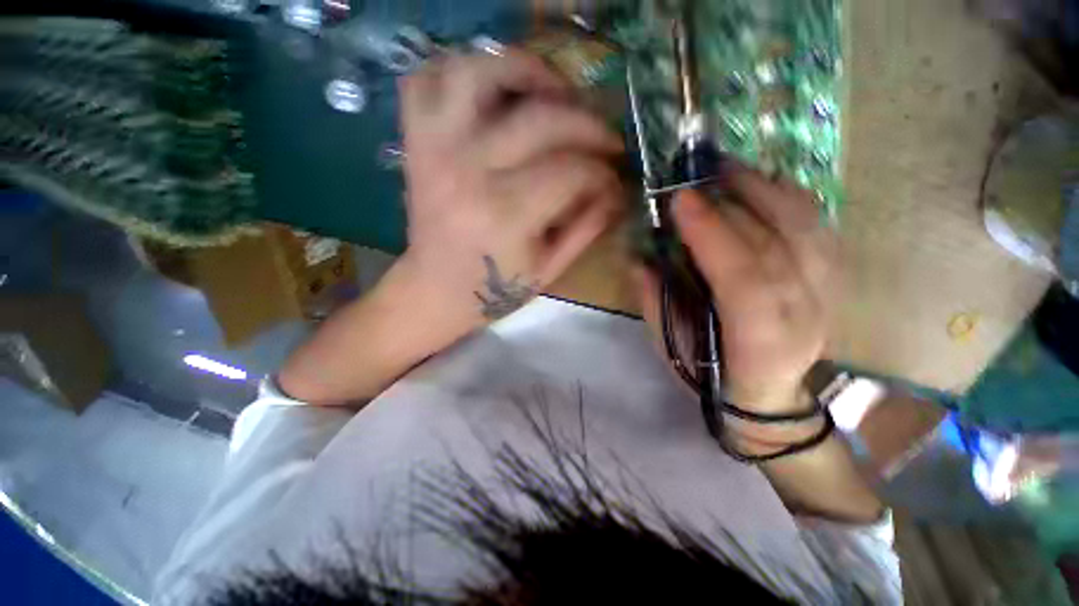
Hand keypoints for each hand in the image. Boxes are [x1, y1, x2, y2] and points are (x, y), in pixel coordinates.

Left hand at [396, 49, 624, 337]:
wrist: (437, 291)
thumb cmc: (495, 290)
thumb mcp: (549, 268)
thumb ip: (587, 227)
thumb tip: (618, 190)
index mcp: (505, 216)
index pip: (572, 171)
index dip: (603, 172)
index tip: (616, 179)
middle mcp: (469, 172)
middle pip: (542, 119)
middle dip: (589, 124)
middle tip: (607, 138)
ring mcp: (436, 148)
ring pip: (480, 73)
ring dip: (527, 69)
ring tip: (556, 92)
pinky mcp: (417, 142)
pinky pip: (428, 78)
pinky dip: (461, 69)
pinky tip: (494, 89)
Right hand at [638, 166, 839, 416]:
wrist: (768, 394)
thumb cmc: (712, 375)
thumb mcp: (672, 347)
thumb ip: (655, 302)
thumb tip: (640, 258)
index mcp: (758, 341)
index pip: (743, 279)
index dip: (712, 235)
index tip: (679, 200)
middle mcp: (803, 314)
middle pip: (777, 244)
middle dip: (735, 201)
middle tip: (699, 172)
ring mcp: (826, 293)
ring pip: (807, 228)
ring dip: (766, 189)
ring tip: (730, 168)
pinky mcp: (831, 278)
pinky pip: (818, 227)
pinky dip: (791, 198)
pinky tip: (763, 183)